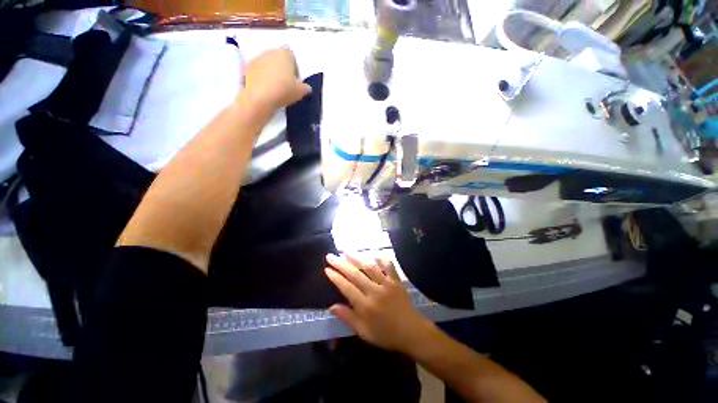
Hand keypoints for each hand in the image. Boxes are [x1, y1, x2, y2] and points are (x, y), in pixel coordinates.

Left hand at [240, 48, 311, 111]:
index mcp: (285, 53)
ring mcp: (257, 59)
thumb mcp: (301, 92)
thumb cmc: (284, 90)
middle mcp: (270, 51)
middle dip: (283, 70)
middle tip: (286, 86)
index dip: (295, 70)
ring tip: (275, 89)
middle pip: (279, 60)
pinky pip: (258, 73)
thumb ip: (306, 88)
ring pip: (268, 65)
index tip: (295, 82)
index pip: (293, 58)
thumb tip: (307, 88)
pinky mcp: (246, 68)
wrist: (259, 97)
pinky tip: (265, 91)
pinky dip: (261, 79)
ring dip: (271, 74)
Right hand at [325, 253, 433, 352]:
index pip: (347, 288)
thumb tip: (332, 306)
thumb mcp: (364, 332)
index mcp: (365, 306)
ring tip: (346, 251)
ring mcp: (387, 284)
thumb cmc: (385, 334)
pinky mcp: (396, 281)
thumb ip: (348, 318)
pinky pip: (389, 267)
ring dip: (357, 258)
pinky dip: (382, 259)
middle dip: (341, 264)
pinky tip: (376, 252)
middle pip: (355, 274)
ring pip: (369, 268)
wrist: (411, 332)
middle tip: (331, 256)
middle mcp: (375, 292)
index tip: (327, 269)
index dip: (336, 278)